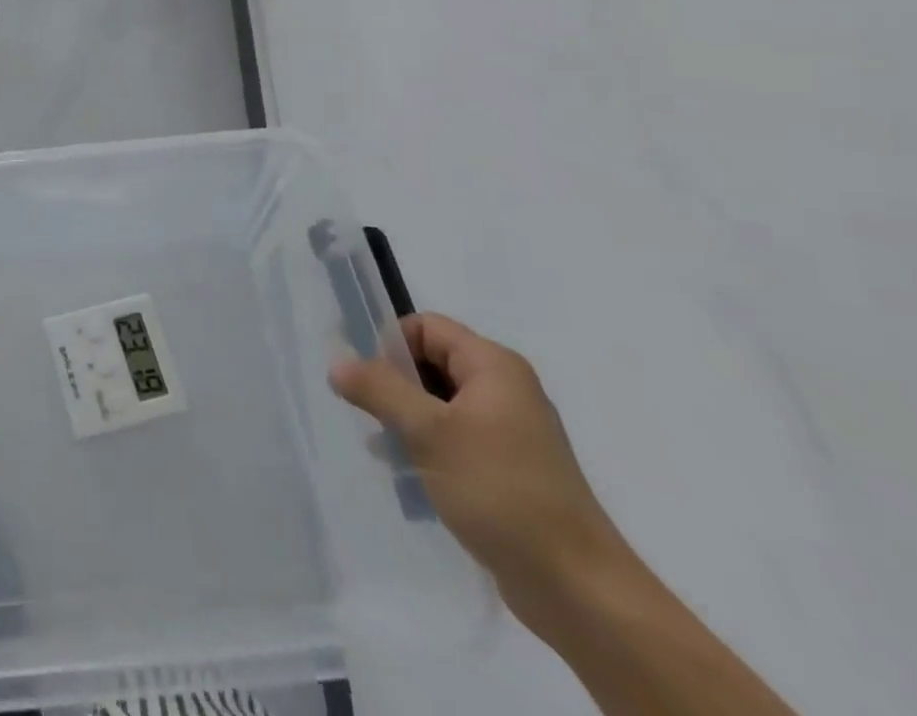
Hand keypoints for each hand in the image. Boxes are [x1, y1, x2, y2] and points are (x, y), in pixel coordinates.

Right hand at [329, 314, 632, 623]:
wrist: (578, 590)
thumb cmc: (500, 491)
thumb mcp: (428, 432)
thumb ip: (379, 389)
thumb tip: (338, 363)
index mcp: (494, 367)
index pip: (426, 327)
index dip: (390, 344)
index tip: (365, 379)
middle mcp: (505, 390)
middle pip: (430, 363)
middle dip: (394, 385)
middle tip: (370, 416)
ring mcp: (509, 432)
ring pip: (438, 404)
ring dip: (406, 419)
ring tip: (384, 449)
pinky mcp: (508, 470)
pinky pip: (454, 439)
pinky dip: (427, 448)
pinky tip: (407, 474)